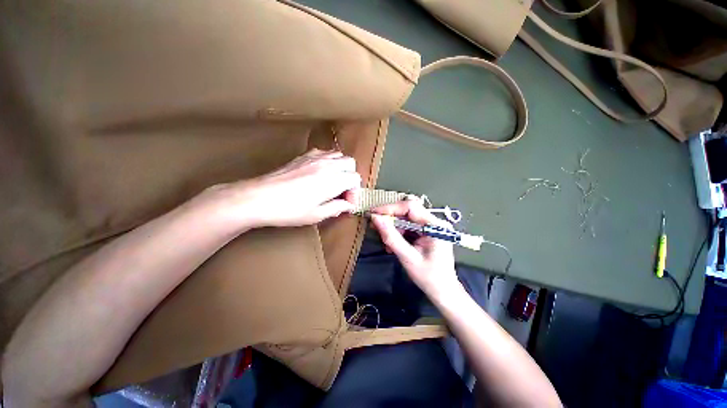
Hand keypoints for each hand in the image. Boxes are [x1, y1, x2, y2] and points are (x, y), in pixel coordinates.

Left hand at [204, 149, 360, 228]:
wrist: (259, 197)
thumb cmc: (289, 210)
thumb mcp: (316, 215)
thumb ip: (337, 208)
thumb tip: (347, 205)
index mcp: (333, 180)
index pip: (355, 179)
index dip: (354, 192)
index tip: (346, 203)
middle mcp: (327, 164)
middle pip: (350, 163)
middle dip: (351, 177)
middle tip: (342, 191)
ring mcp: (315, 157)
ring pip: (339, 155)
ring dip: (341, 168)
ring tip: (333, 181)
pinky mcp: (303, 156)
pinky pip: (324, 152)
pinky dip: (329, 161)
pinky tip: (320, 173)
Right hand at [370, 200, 460, 298]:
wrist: (443, 290)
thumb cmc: (429, 277)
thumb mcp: (407, 257)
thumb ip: (391, 237)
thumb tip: (375, 219)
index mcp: (435, 225)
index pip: (410, 207)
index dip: (390, 208)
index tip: (373, 214)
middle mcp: (434, 221)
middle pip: (407, 211)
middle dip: (390, 219)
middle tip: (375, 227)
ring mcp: (431, 226)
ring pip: (406, 219)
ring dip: (393, 228)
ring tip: (386, 242)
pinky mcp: (426, 231)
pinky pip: (408, 226)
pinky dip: (398, 233)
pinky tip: (392, 244)